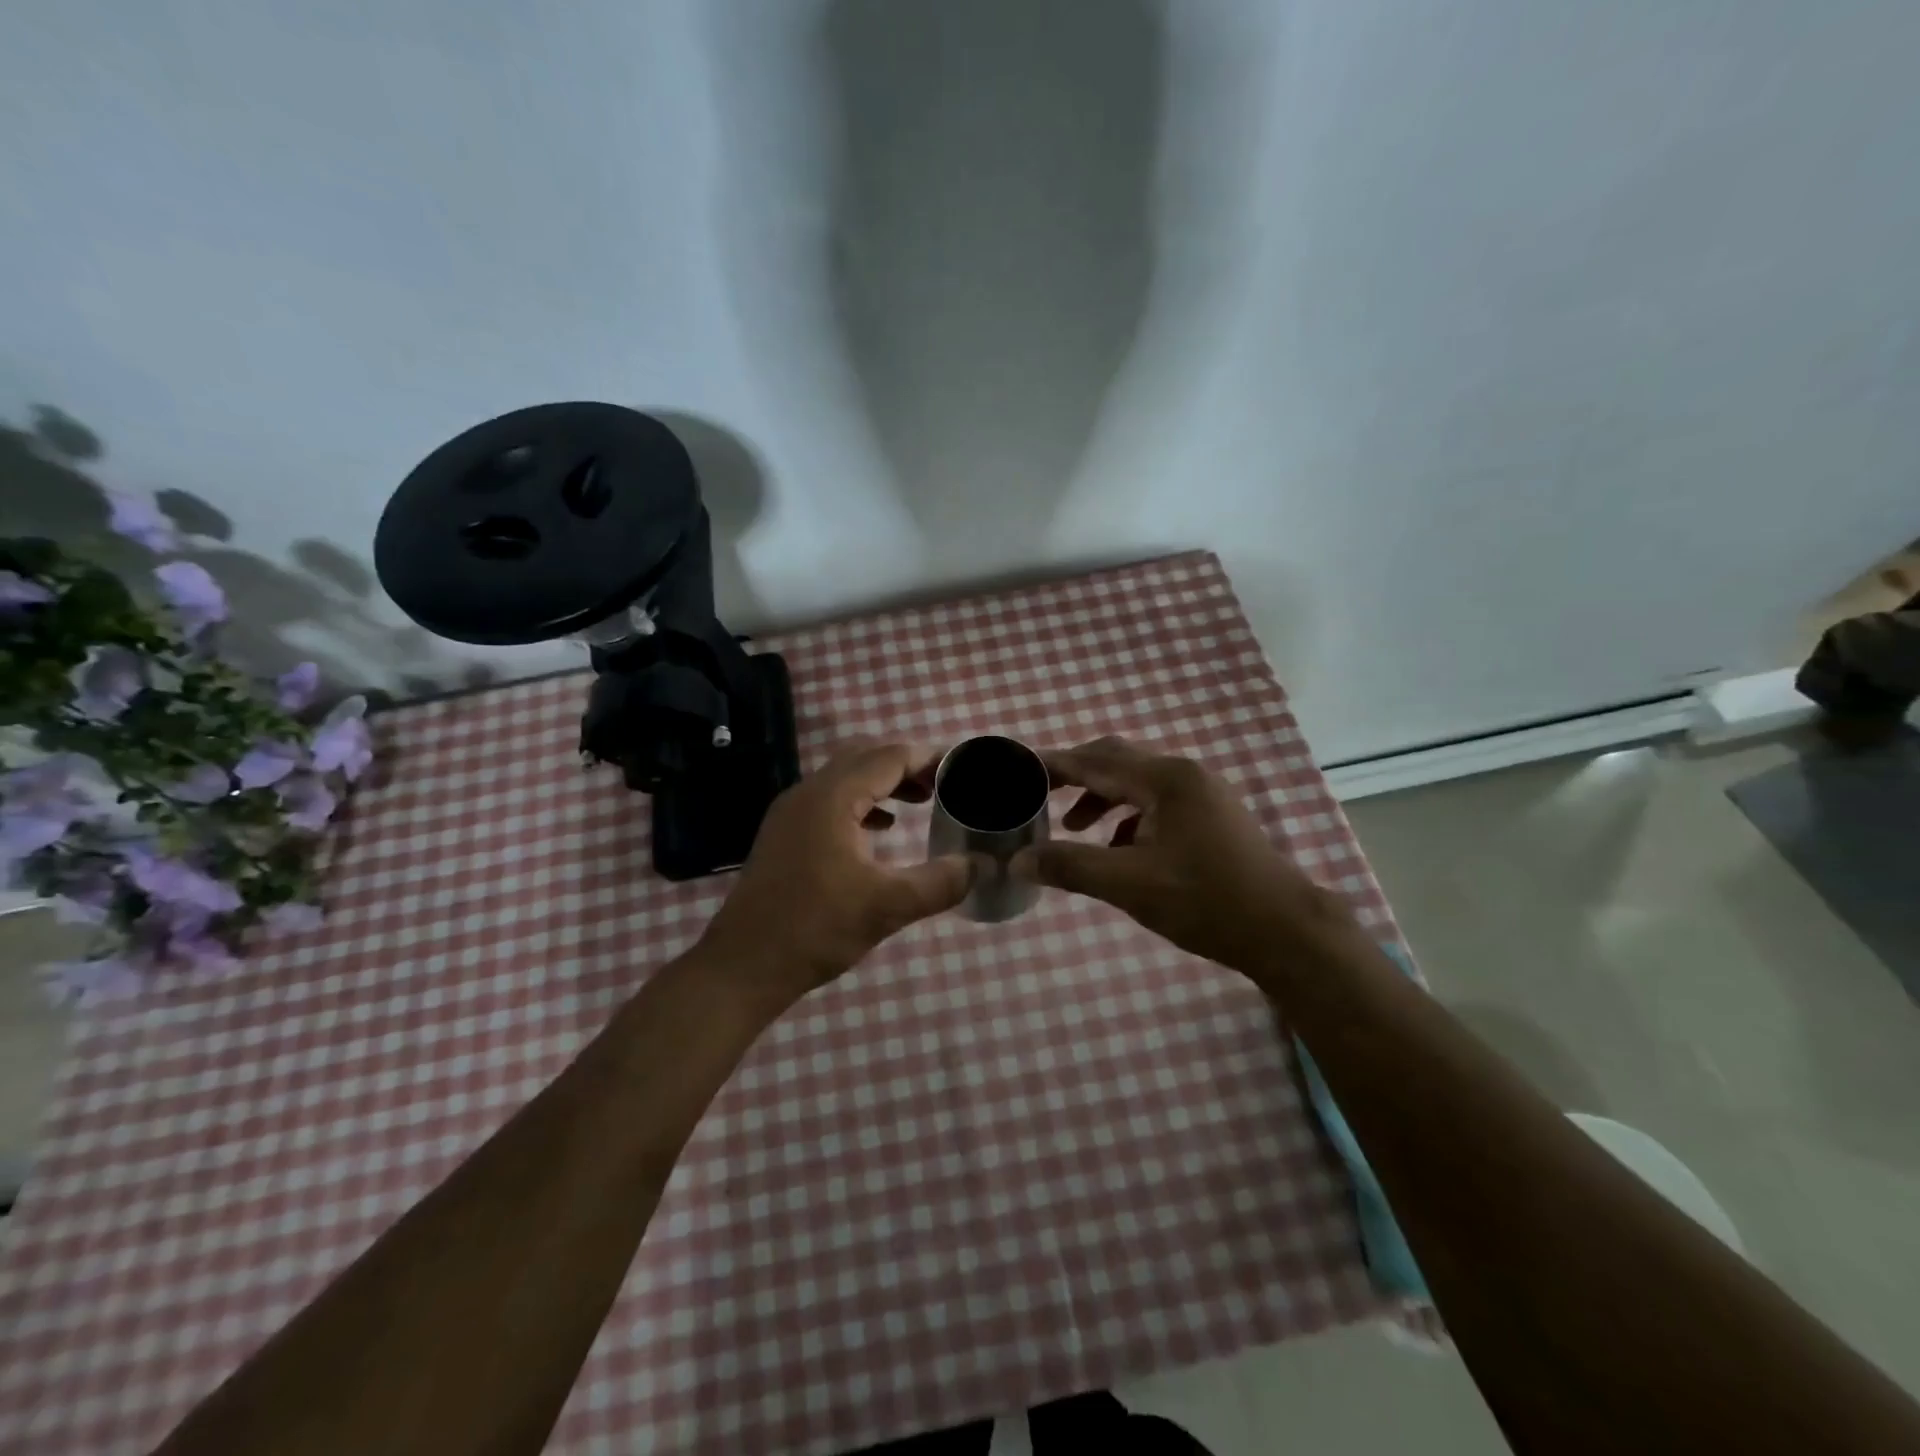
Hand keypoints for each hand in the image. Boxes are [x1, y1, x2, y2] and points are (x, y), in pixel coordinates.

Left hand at [697, 742, 970, 1006]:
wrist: (743, 966)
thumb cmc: (816, 929)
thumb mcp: (888, 907)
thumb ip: (941, 882)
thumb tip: (981, 865)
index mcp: (832, 797)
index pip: (888, 757)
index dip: (928, 757)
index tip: (961, 768)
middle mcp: (808, 793)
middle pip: (865, 758)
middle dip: (907, 765)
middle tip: (943, 785)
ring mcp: (790, 813)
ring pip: (845, 778)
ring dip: (883, 783)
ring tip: (920, 802)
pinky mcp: (784, 835)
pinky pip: (830, 801)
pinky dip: (862, 804)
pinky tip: (881, 830)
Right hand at [1022, 736, 1348, 975]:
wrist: (1285, 931)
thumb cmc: (1206, 901)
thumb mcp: (1130, 886)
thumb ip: (1071, 867)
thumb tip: (1019, 861)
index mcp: (1165, 780)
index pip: (1094, 761)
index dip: (1053, 764)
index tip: (1016, 770)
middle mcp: (1184, 775)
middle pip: (1116, 761)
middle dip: (1075, 776)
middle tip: (1038, 794)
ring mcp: (1203, 794)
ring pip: (1138, 783)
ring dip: (1102, 798)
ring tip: (1073, 827)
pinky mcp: (1212, 816)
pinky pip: (1158, 803)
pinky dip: (1129, 817)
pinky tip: (1119, 848)